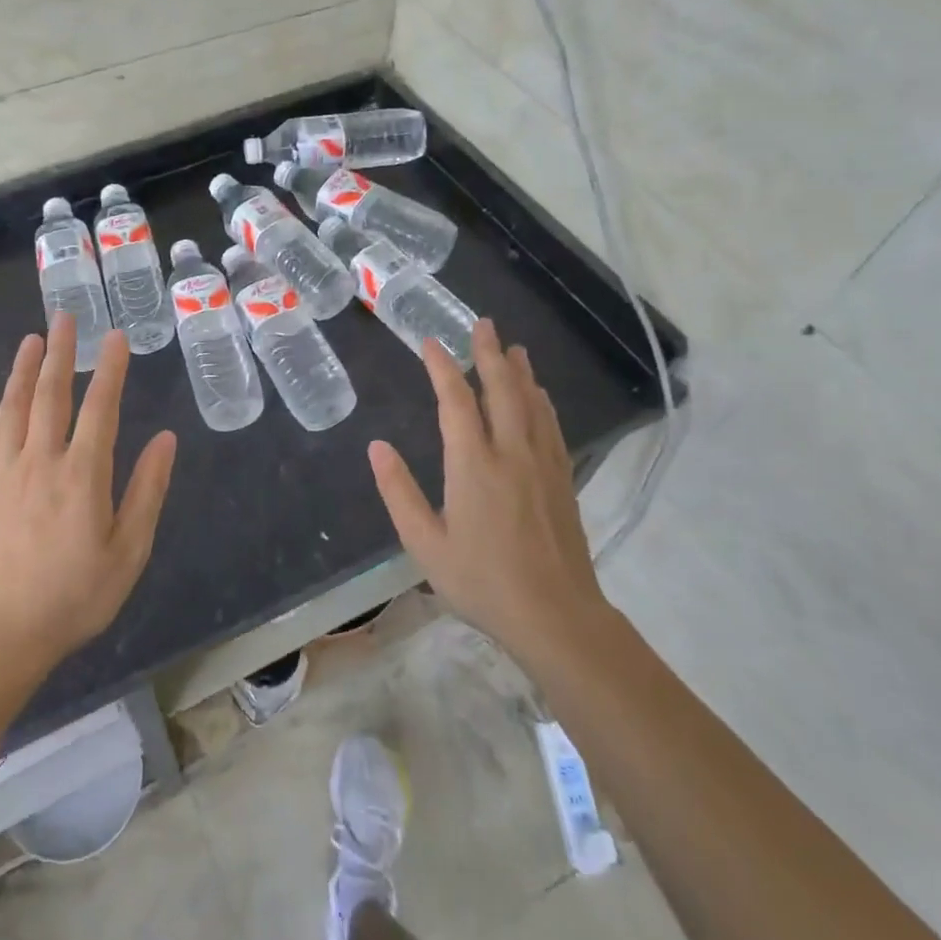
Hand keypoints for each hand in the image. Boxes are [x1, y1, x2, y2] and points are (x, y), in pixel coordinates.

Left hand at [0, 314, 177, 674]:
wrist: (3, 633)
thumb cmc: (76, 595)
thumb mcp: (129, 550)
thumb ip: (147, 491)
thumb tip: (167, 439)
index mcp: (83, 475)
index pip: (101, 408)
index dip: (110, 369)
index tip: (116, 336)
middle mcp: (42, 462)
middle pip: (51, 396)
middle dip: (61, 353)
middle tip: (65, 317)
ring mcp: (6, 475)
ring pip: (14, 410)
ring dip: (23, 372)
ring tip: (32, 340)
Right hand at [367, 319, 608, 664]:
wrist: (557, 616)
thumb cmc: (483, 581)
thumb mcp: (425, 544)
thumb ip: (399, 492)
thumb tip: (377, 447)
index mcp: (473, 465)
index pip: (455, 401)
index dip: (442, 367)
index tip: (430, 342)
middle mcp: (511, 453)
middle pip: (502, 389)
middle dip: (490, 353)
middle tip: (483, 323)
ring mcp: (542, 465)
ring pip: (532, 403)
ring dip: (520, 371)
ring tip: (513, 348)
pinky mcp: (563, 480)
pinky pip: (551, 426)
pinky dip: (542, 402)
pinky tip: (540, 396)